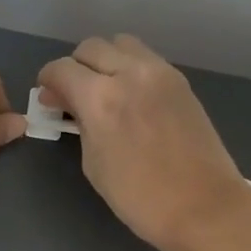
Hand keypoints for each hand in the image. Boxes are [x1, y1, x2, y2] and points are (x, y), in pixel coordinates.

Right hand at [36, 35, 250, 250]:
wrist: (202, 206)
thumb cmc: (138, 196)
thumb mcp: (94, 162)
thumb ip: (79, 122)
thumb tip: (66, 102)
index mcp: (101, 98)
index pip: (62, 69)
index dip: (48, 80)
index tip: (49, 97)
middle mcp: (130, 73)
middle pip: (91, 48)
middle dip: (76, 68)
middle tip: (74, 96)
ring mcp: (160, 73)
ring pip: (121, 44)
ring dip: (106, 61)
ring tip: (106, 91)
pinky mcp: (180, 81)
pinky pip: (146, 59)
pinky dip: (130, 68)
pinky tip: (132, 97)